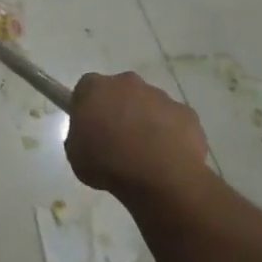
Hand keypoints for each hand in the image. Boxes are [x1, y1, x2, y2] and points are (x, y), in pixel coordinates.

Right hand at [66, 71, 209, 197]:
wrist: (159, 178)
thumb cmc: (107, 163)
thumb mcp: (75, 153)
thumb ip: (79, 135)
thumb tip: (90, 134)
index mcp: (96, 88)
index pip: (86, 88)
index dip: (87, 106)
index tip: (89, 126)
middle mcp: (128, 83)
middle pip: (120, 92)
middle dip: (118, 110)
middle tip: (115, 140)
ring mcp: (161, 96)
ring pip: (148, 105)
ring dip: (144, 122)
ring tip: (143, 154)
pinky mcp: (186, 113)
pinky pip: (173, 121)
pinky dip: (169, 134)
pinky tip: (165, 157)